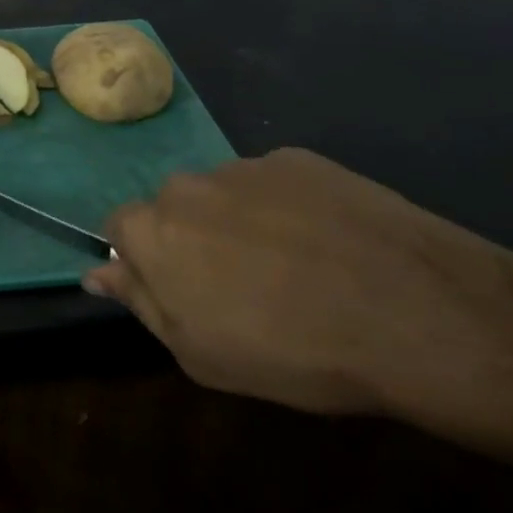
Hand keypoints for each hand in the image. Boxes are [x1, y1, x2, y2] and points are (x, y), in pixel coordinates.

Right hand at [85, 149, 512, 415]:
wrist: (414, 314)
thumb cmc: (292, 351)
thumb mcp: (199, 353)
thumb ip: (141, 303)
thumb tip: (98, 272)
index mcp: (153, 229)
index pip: (119, 228)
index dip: (145, 261)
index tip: (181, 291)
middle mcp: (187, 184)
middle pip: (172, 207)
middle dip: (191, 238)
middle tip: (240, 285)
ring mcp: (244, 166)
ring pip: (223, 194)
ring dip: (238, 222)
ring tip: (296, 267)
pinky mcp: (298, 158)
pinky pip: (273, 184)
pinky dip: (286, 208)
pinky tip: (329, 244)